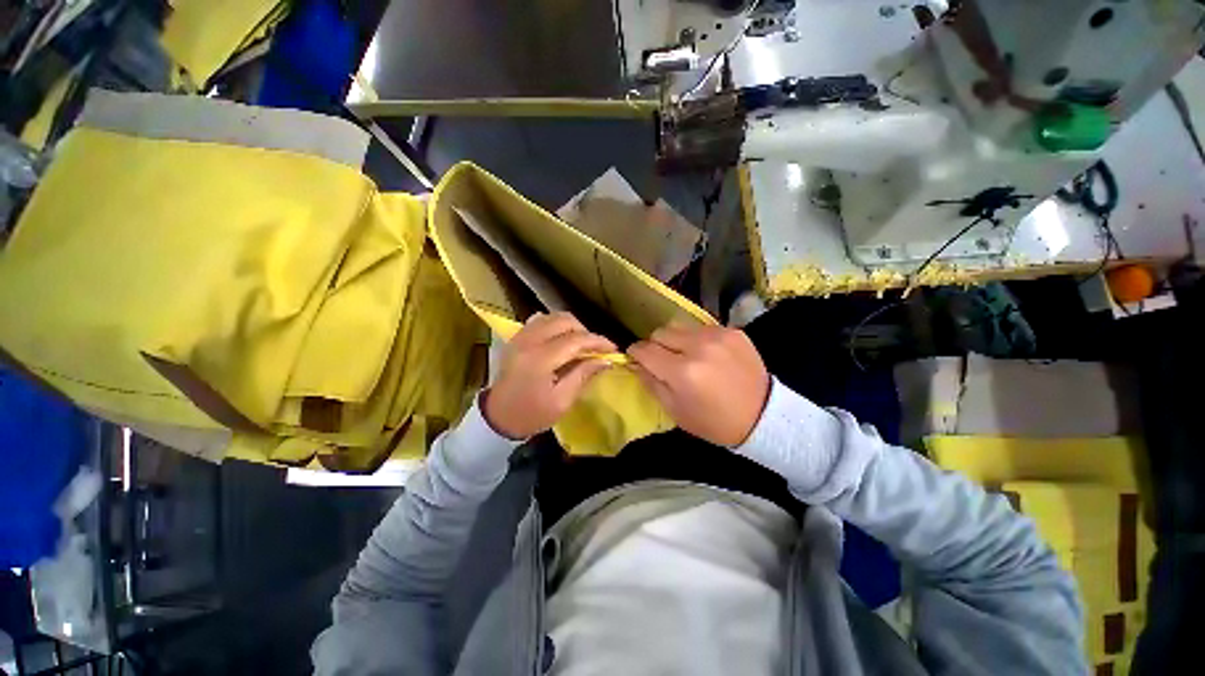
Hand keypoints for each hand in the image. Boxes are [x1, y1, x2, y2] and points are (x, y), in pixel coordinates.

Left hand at [482, 312, 615, 439]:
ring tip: (580, 344)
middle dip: (585, 331)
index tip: (613, 349)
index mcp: (540, 359)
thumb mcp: (562, 401)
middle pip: (565, 321)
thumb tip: (606, 360)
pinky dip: (555, 325)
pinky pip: (540, 320)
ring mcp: (520, 336)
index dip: (598, 341)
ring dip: (571, 327)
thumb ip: (584, 375)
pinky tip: (561, 339)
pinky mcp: (517, 337)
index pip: (576, 340)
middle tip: (595, 348)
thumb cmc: (532, 414)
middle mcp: (529, 341)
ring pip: (553, 316)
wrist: (497, 417)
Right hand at [627, 324, 769, 446]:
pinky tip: (708, 355)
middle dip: (655, 345)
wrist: (763, 416)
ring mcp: (717, 335)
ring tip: (686, 355)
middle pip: (660, 332)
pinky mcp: (732, 331)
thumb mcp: (675, 410)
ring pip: (679, 326)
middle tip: (664, 359)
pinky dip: (698, 339)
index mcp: (682, 372)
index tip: (636, 356)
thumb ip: (650, 382)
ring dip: (676, 340)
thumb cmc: (714, 421)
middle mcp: (698, 347)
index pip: (645, 350)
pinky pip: (702, 328)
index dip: (636, 352)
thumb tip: (635, 363)